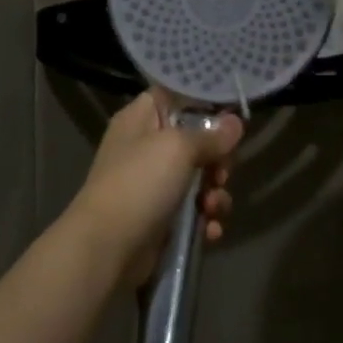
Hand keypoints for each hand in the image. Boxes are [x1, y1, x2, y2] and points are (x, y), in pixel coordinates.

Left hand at [66, 90, 243, 283]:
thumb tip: (235, 122)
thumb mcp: (177, 149)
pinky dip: (204, 219)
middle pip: (193, 141)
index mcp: (140, 119)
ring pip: (198, 179)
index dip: (202, 103)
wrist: (107, 246)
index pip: (174, 96)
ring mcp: (152, 184)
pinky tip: (210, 230)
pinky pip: (192, 211)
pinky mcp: (160, 218)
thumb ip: (210, 136)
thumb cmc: (140, 183)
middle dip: (216, 159)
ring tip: (212, 207)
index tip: (231, 115)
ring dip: (214, 193)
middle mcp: (145, 147)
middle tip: (222, 172)